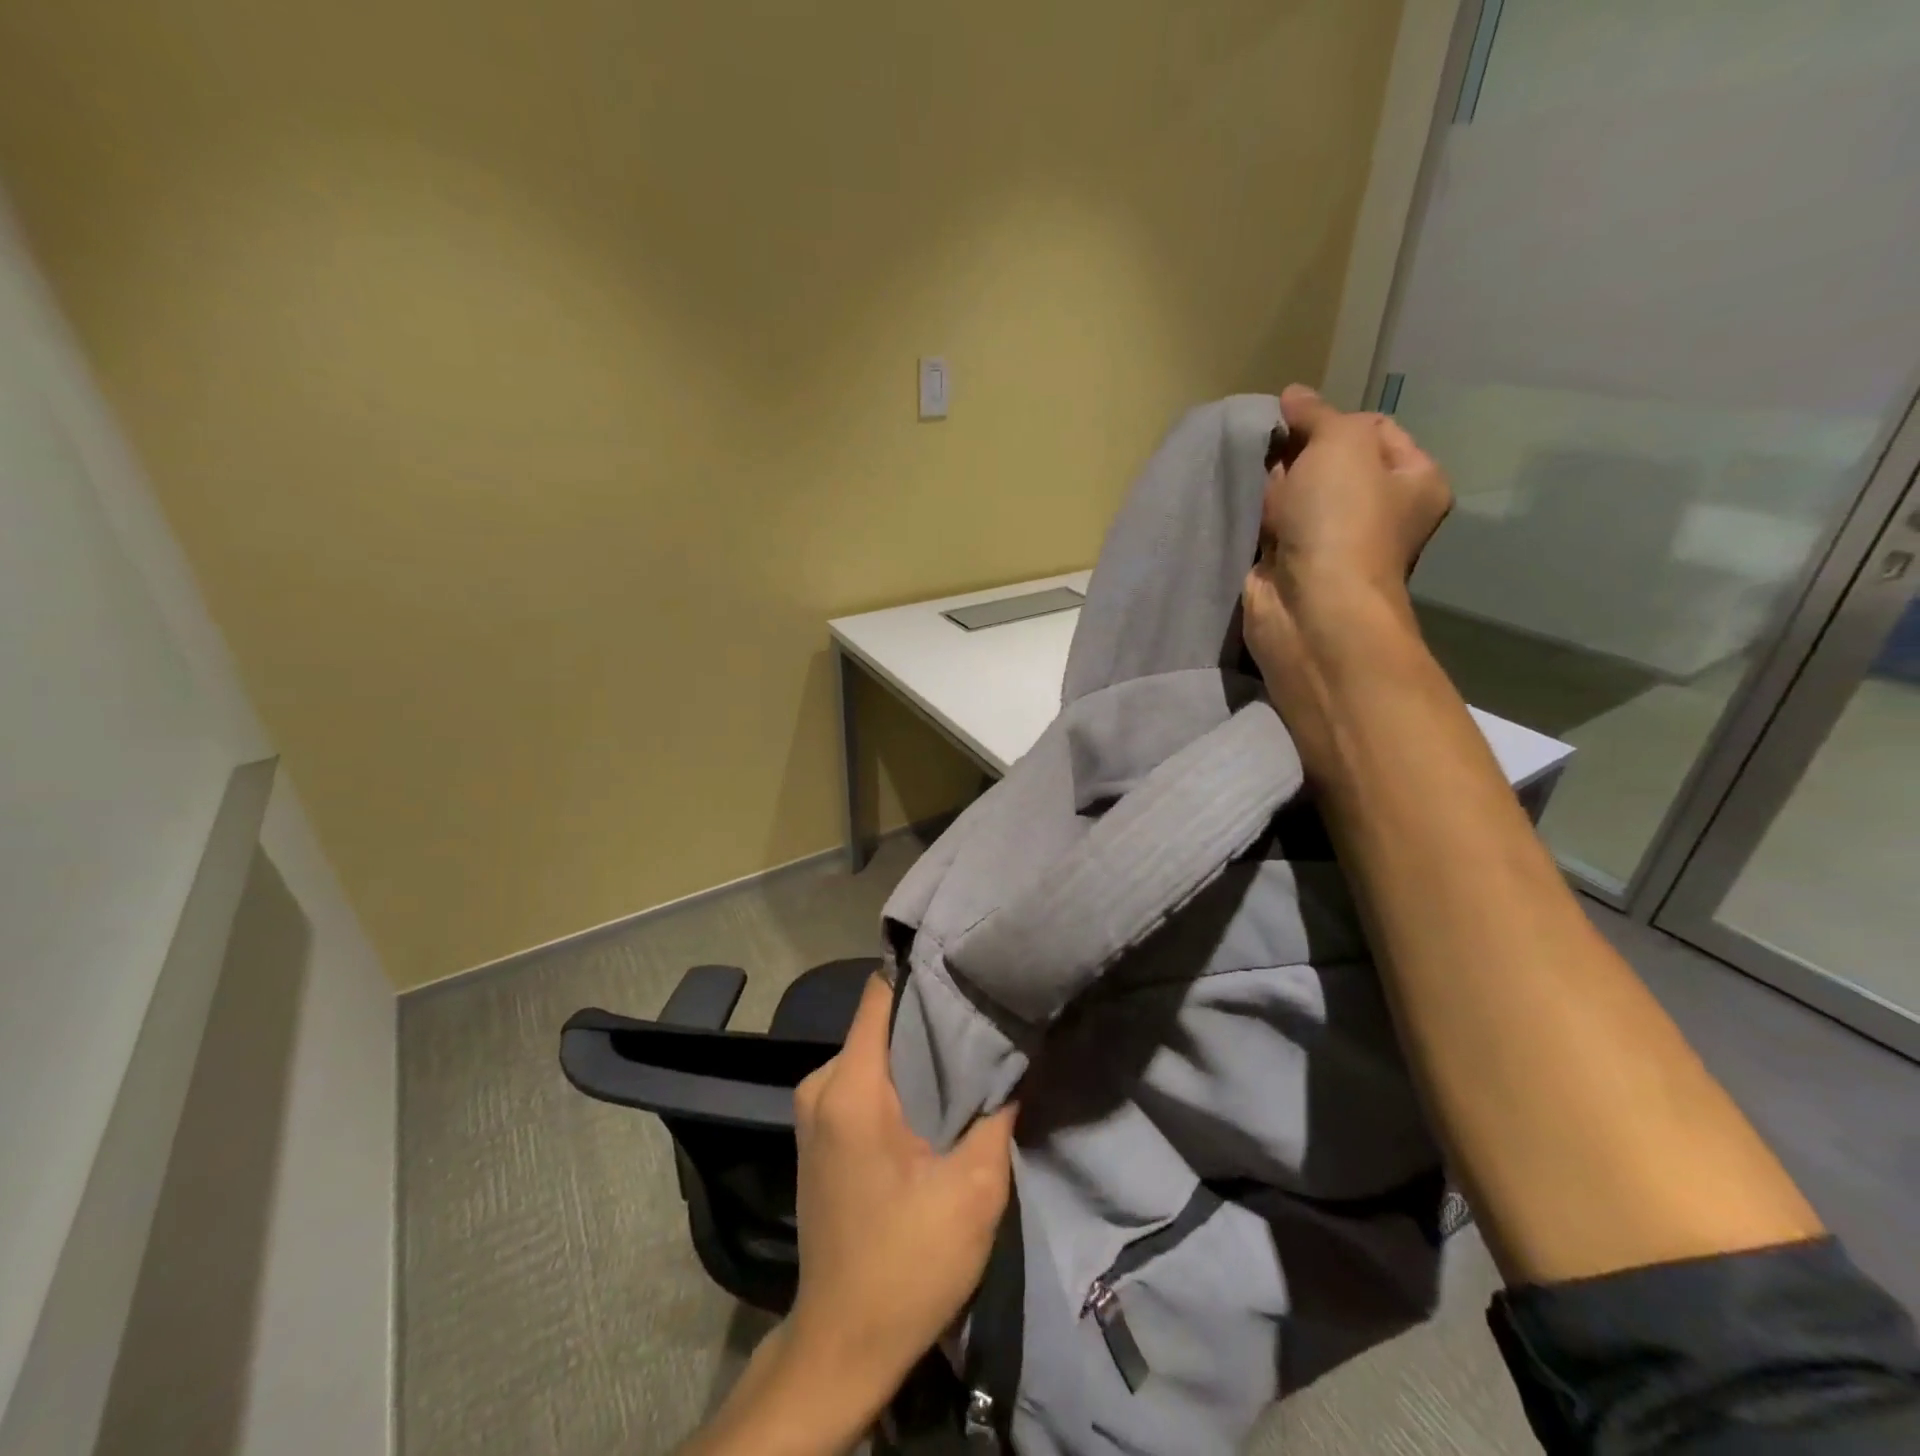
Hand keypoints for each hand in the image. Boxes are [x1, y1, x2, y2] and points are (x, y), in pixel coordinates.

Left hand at [787, 975, 1017, 1412]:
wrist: (843, 1345)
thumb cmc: (908, 1265)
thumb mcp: (974, 1189)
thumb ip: (997, 1110)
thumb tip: (1017, 1054)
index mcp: (850, 1087)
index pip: (880, 993)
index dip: (922, 972)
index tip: (965, 963)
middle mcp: (821, 1084)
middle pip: (879, 1021)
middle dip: (929, 1015)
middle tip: (982, 1010)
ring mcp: (813, 1109)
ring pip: (872, 1050)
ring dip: (916, 1050)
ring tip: (968, 1048)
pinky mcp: (818, 1132)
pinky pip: (862, 1079)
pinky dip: (898, 1076)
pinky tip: (935, 1090)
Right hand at [1243, 385, 1450, 766]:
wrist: (1310, 608)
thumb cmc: (1342, 520)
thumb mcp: (1341, 443)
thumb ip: (1317, 414)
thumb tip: (1293, 396)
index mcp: (1415, 480)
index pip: (1374, 427)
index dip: (1333, 420)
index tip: (1297, 426)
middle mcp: (1380, 512)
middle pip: (1332, 462)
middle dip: (1297, 454)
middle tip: (1270, 455)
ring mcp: (1335, 543)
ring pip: (1298, 495)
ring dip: (1273, 486)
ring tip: (1252, 481)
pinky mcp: (1293, 567)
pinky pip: (1272, 528)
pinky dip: (1257, 518)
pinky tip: (1242, 508)